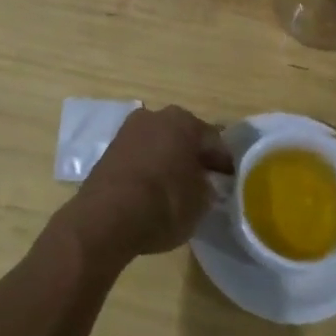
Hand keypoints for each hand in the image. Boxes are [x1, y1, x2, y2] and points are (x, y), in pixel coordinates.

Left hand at [61, 106, 232, 265]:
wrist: (106, 218)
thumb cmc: (164, 204)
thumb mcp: (200, 202)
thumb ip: (207, 187)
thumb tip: (204, 184)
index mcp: (184, 121)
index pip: (213, 140)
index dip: (223, 162)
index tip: (229, 180)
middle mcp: (155, 116)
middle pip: (183, 136)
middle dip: (194, 156)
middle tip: (204, 181)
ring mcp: (129, 131)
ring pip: (159, 143)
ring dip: (169, 159)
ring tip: (177, 187)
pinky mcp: (109, 149)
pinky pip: (139, 155)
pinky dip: (149, 168)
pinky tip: (152, 189)